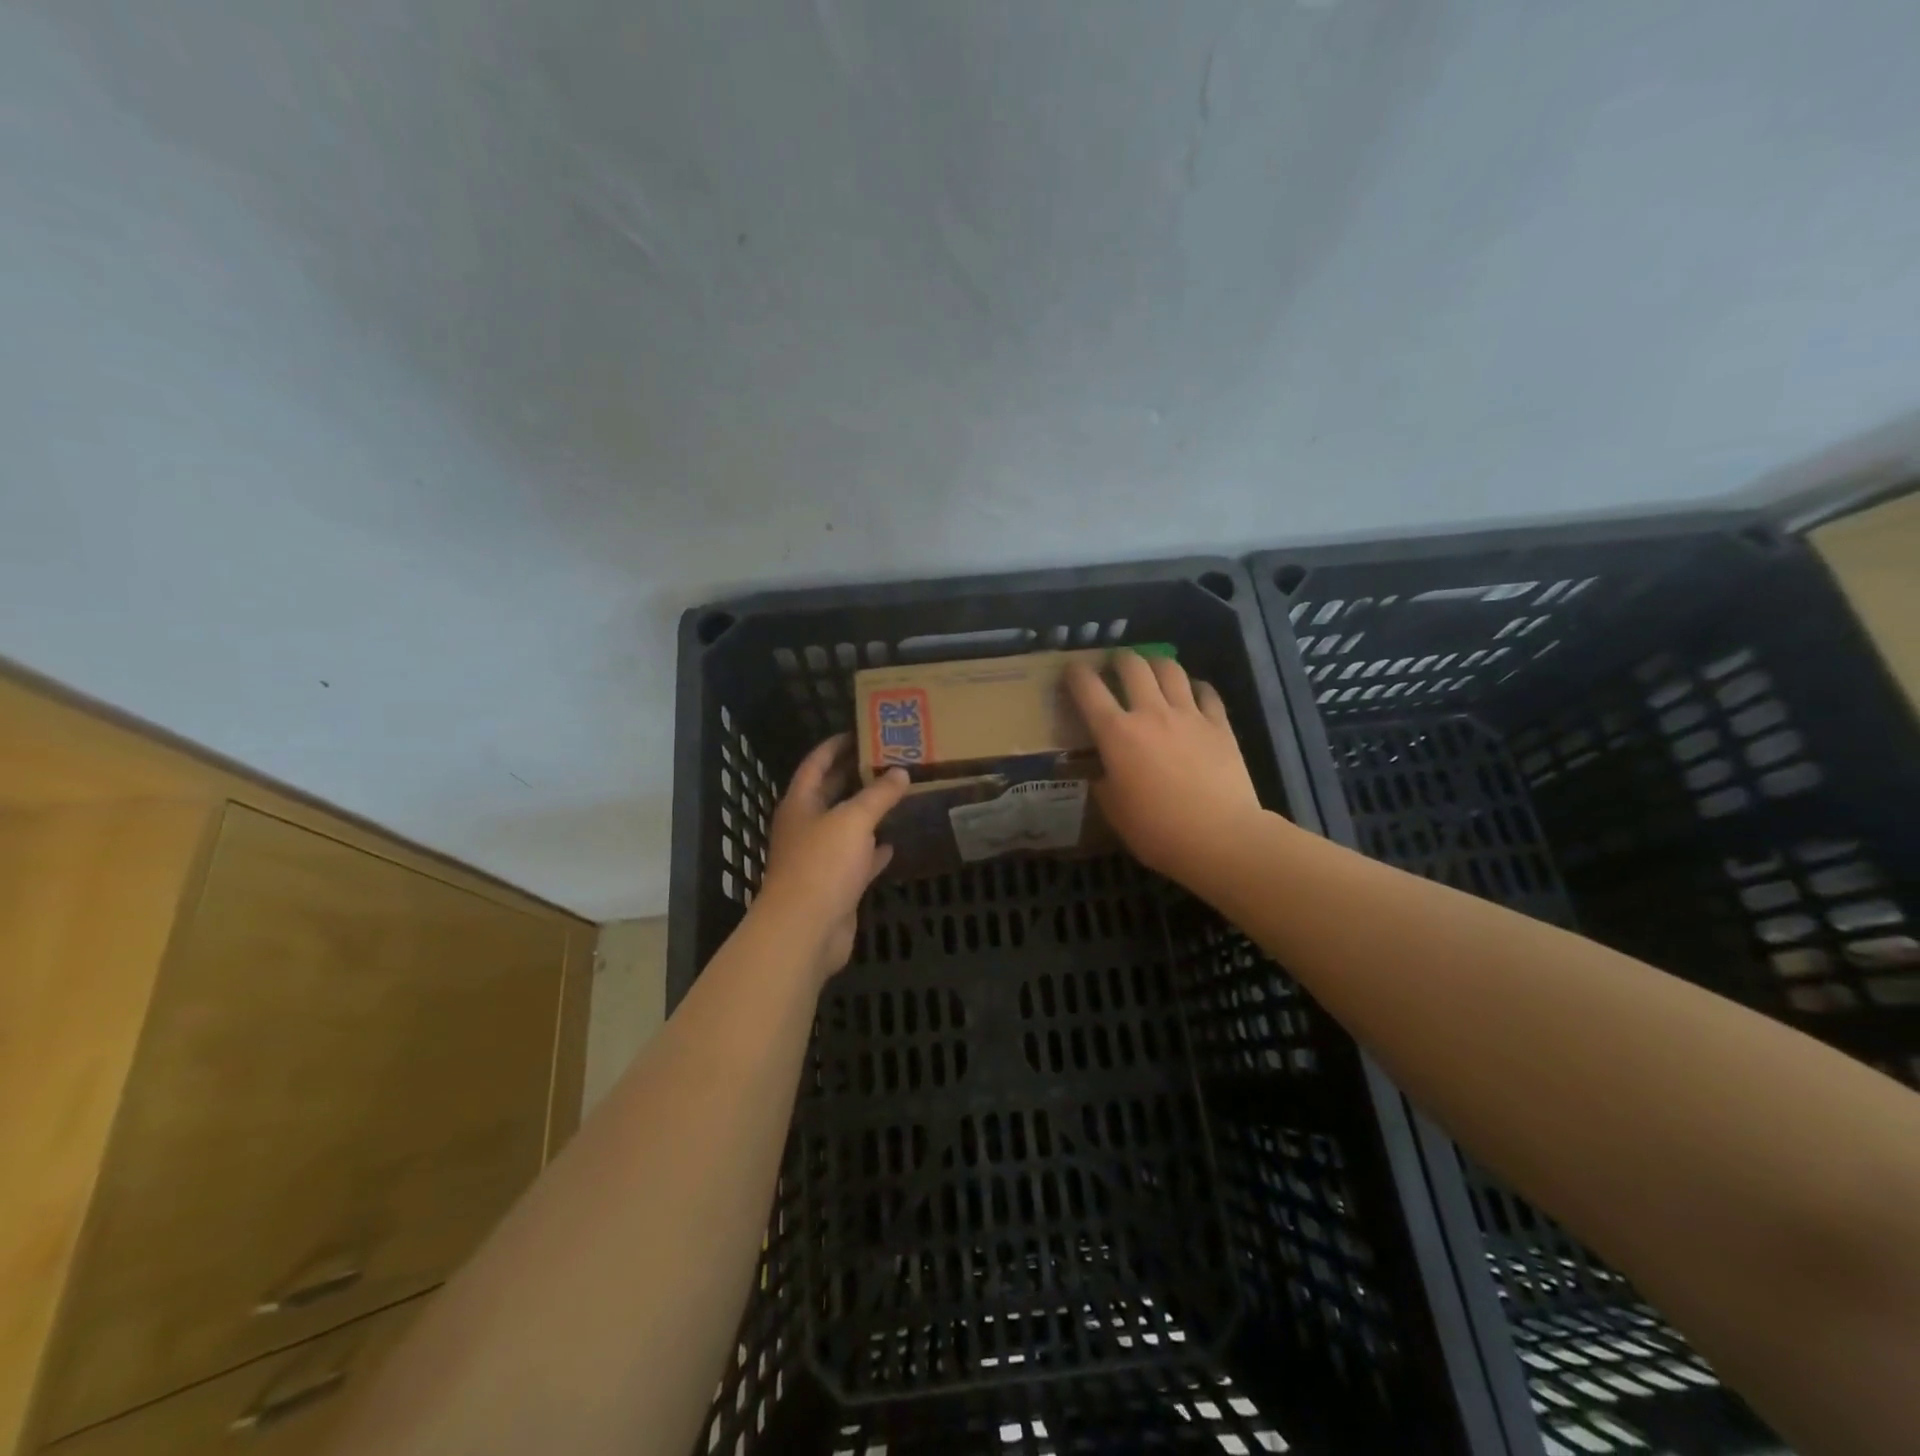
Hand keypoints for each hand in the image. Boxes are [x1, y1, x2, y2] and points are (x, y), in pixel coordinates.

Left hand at [752, 735, 910, 984]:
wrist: (806, 929)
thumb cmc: (822, 864)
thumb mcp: (853, 820)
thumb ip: (878, 795)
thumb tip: (901, 772)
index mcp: (800, 804)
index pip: (815, 764)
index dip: (834, 745)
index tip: (859, 731)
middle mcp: (806, 827)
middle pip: (831, 793)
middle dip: (855, 776)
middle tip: (889, 759)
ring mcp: (820, 858)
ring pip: (846, 827)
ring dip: (868, 812)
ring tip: (898, 794)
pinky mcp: (836, 885)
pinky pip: (858, 860)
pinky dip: (874, 850)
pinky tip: (895, 841)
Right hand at [1065, 651, 1264, 883]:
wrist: (1220, 837)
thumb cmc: (1157, 830)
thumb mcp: (1114, 811)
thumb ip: (1102, 782)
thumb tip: (1100, 771)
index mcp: (1116, 733)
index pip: (1088, 689)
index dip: (1076, 674)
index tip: (1072, 671)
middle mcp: (1150, 713)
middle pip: (1132, 666)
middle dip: (1119, 659)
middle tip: (1115, 666)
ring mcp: (1189, 715)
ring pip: (1170, 669)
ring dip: (1155, 663)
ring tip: (1151, 669)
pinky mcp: (1219, 725)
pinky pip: (1206, 692)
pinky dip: (1195, 686)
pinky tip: (1192, 691)